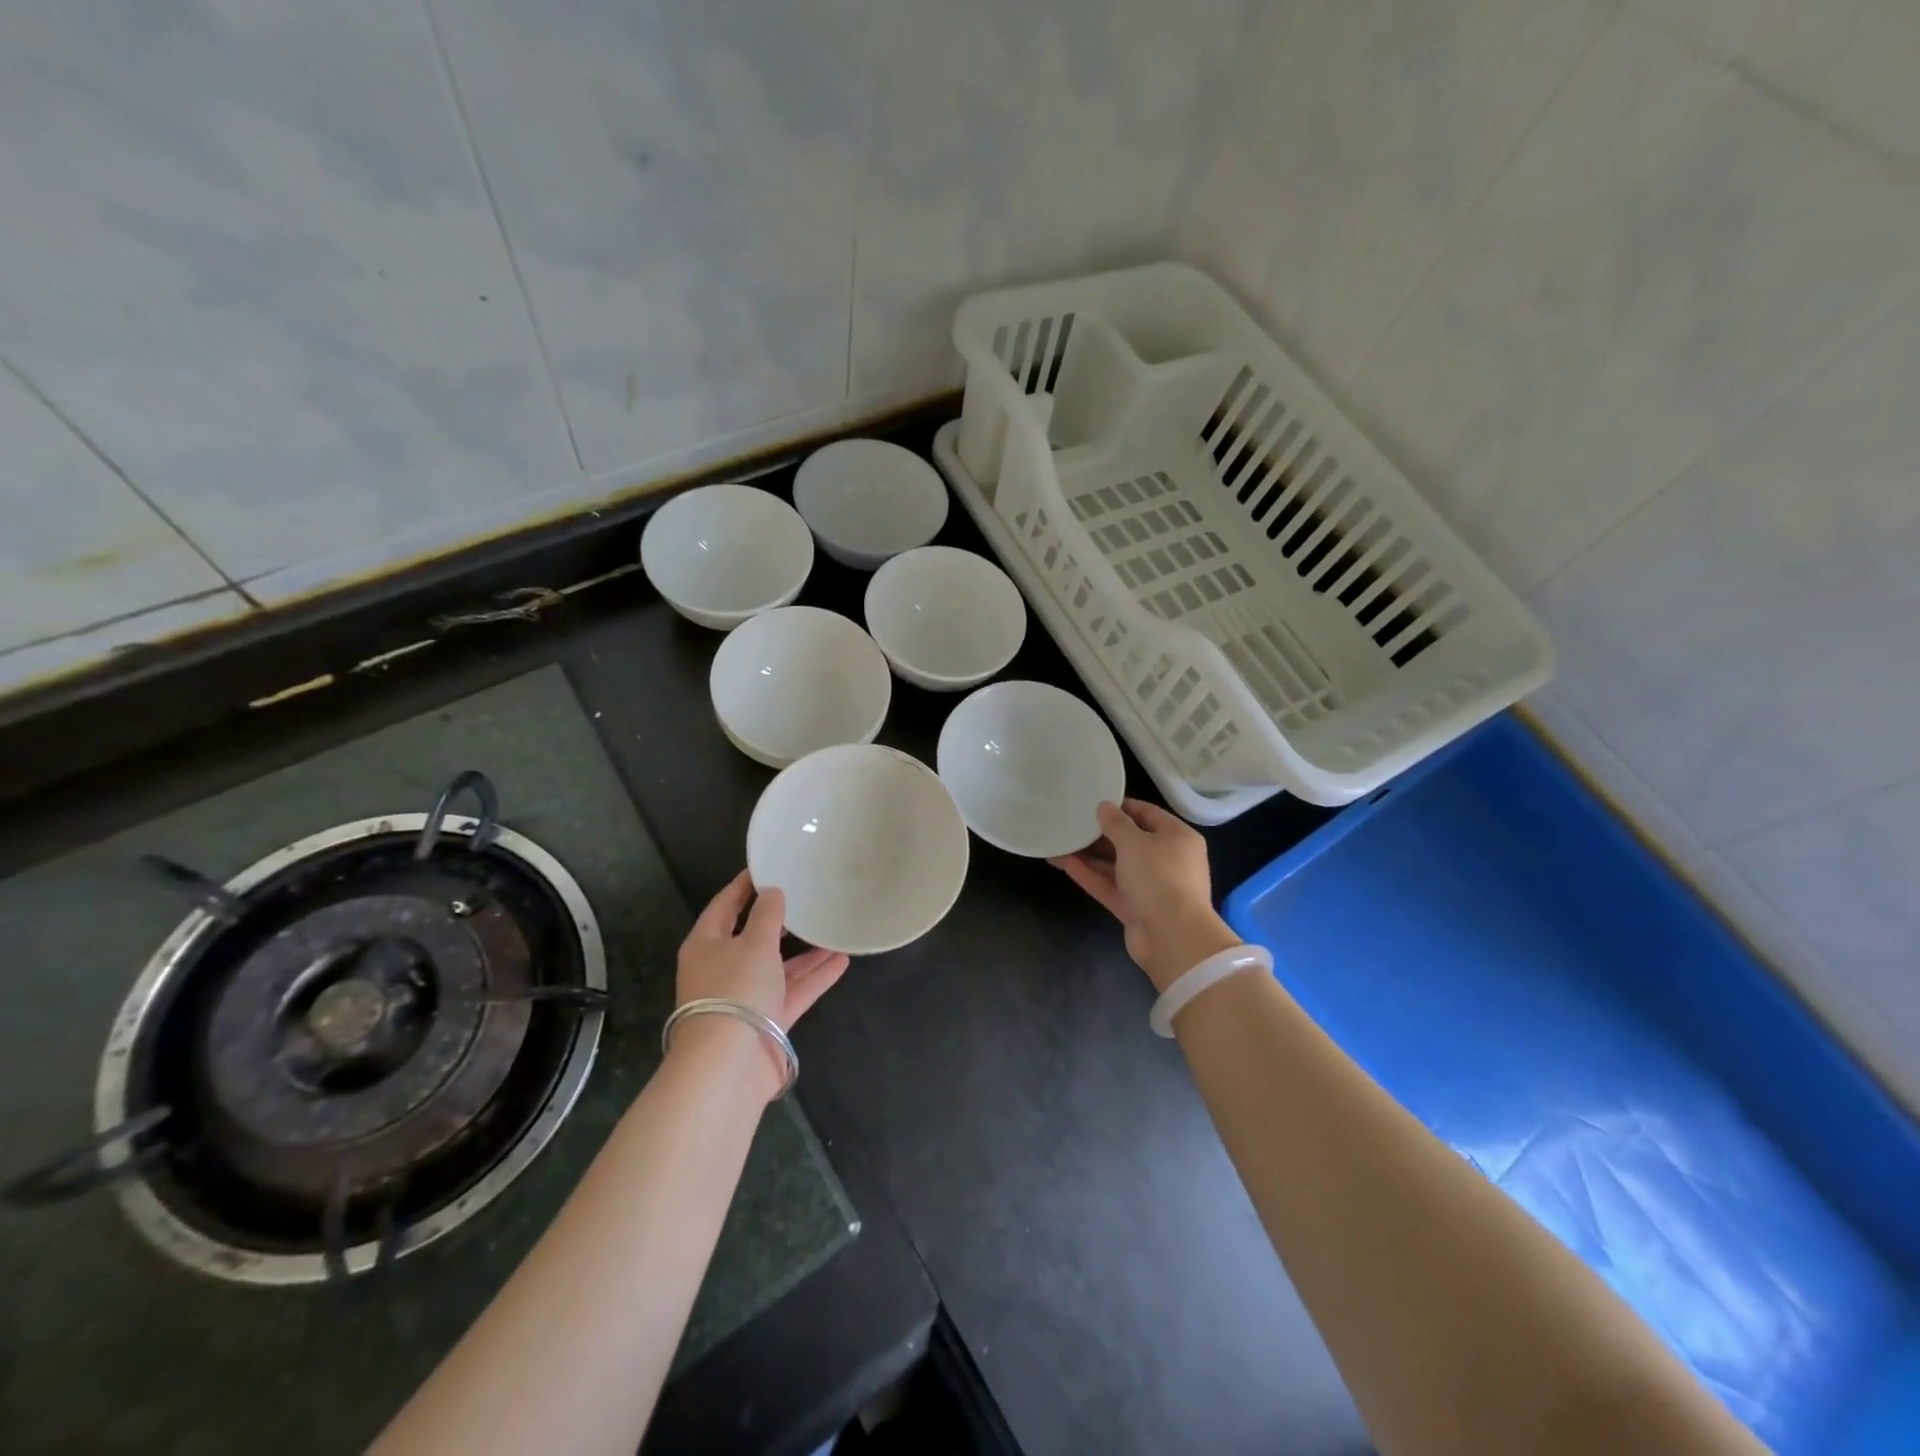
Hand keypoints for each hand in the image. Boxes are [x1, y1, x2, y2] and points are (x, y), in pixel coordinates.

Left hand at [674, 871, 849, 1091]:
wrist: (729, 1065)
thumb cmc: (735, 990)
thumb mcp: (754, 943)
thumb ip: (767, 914)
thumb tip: (772, 892)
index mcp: (707, 944)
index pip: (725, 905)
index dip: (745, 885)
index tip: (769, 866)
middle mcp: (723, 968)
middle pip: (753, 937)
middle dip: (780, 920)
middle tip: (806, 896)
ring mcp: (746, 997)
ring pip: (779, 966)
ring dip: (805, 951)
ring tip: (832, 927)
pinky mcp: (767, 1021)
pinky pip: (794, 990)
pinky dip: (815, 976)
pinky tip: (842, 960)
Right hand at [1051, 799, 1241, 992]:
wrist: (1172, 937)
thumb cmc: (1159, 877)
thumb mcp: (1135, 842)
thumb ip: (1116, 823)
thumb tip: (1104, 807)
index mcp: (1177, 837)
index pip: (1147, 813)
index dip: (1121, 806)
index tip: (1093, 801)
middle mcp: (1165, 860)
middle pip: (1129, 840)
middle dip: (1100, 832)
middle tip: (1071, 820)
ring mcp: (1149, 886)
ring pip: (1115, 864)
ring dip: (1089, 854)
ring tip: (1059, 839)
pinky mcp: (1133, 907)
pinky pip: (1108, 884)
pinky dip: (1087, 873)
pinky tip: (1061, 861)